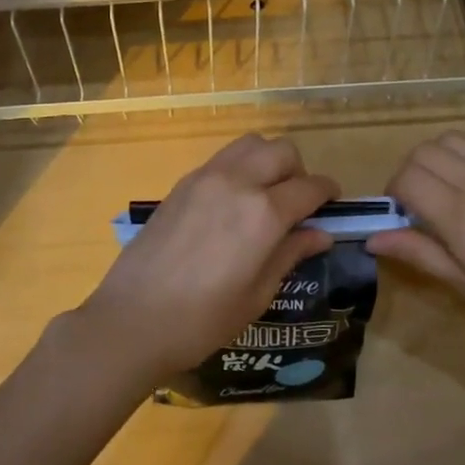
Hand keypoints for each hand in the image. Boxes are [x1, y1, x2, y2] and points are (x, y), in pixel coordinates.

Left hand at [66, 134, 337, 390]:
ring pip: (250, 144)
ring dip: (267, 161)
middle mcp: (237, 183)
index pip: (310, 187)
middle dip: (299, 171)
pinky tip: (233, 203)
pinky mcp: (181, 184)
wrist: (131, 320)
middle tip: (297, 204)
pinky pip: (222, 159)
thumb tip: (321, 234)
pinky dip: (239, 168)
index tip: (333, 205)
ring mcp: (205, 178)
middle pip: (282, 151)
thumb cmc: (202, 320)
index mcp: (264, 213)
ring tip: (265, 195)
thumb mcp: (257, 294)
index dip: (328, 194)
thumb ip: (291, 254)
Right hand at [369, 132, 464, 360]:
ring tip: (446, 191)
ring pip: (454, 140)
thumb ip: (422, 254)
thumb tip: (374, 238)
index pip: (407, 178)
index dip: (393, 193)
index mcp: (464, 217)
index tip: (399, 216)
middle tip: (417, 204)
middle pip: (425, 151)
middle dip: (409, 172)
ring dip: (437, 159)